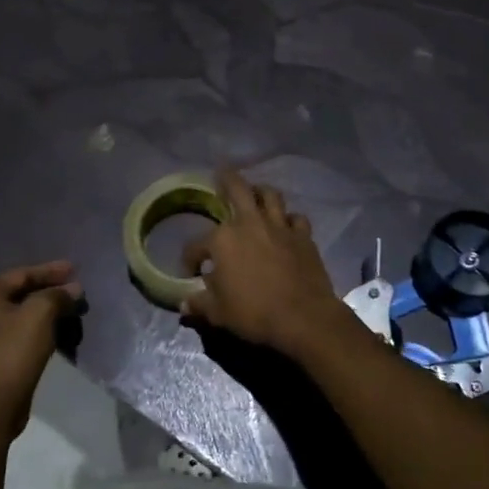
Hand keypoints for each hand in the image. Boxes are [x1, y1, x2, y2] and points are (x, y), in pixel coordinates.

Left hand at [0, 261, 82, 432]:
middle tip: (75, 289)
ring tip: (70, 308)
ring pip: (19, 313)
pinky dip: (37, 327)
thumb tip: (73, 289)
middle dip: (49, 290)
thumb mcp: (40, 315)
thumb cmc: (14, 351)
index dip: (51, 271)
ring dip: (45, 309)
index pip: (22, 274)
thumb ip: (57, 295)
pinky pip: (17, 331)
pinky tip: (56, 329)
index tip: (75, 269)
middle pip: (19, 292)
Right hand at [180, 170, 346, 356]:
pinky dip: (289, 219)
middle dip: (227, 179)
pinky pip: (296, 218)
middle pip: (237, 189)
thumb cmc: (254, 313)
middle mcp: (250, 224)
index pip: (196, 245)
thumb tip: (184, 304)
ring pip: (270, 195)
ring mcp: (280, 227)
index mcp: (222, 240)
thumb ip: (199, 304)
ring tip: (256, 193)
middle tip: (222, 172)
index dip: (190, 258)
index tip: (191, 271)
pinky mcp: (303, 236)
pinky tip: (286, 225)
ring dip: (261, 191)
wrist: (303, 317)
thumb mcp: (218, 313)